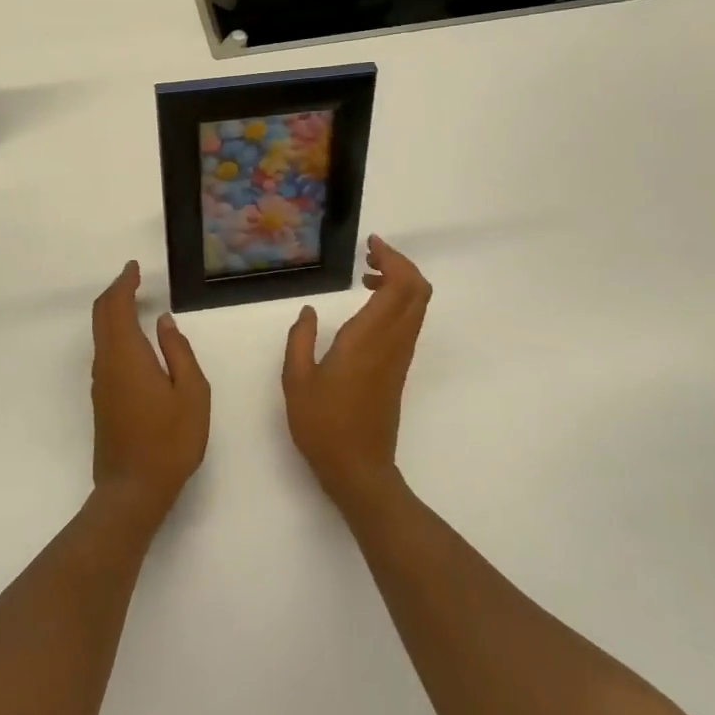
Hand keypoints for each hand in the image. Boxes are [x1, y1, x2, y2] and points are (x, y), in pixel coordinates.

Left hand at [90, 261, 210, 532]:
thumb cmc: (170, 441)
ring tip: (134, 301)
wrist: (133, 490)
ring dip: (113, 312)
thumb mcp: (192, 393)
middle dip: (115, 293)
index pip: (115, 307)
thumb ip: (179, 352)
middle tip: (133, 279)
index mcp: (127, 356)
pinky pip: (105, 352)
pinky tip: (134, 340)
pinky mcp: (102, 399)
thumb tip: (164, 323)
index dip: (123, 283)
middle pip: (101, 316)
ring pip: (100, 335)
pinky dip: (115, 333)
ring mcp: (101, 383)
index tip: (133, 268)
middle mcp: (107, 364)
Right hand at [283, 235, 432, 508]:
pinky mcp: (399, 368)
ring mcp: (399, 356)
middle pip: (418, 291)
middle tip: (371, 255)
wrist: (359, 469)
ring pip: (417, 306)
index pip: (400, 287)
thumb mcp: (296, 381)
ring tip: (367, 275)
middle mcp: (392, 342)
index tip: (370, 245)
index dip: (392, 259)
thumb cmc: (323, 426)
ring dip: (400, 282)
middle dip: (401, 264)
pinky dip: (397, 302)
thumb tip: (308, 311)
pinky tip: (367, 306)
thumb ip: (299, 340)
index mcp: (368, 339)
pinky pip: (408, 322)